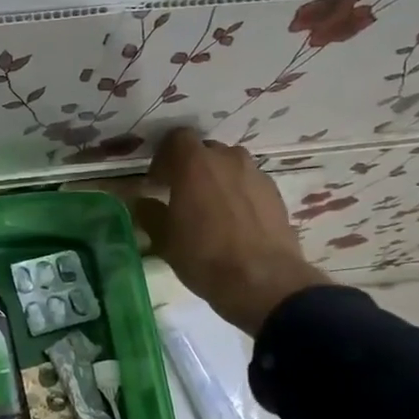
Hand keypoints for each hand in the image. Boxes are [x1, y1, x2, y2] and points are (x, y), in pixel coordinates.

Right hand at [133, 128, 330, 336]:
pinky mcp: (275, 193)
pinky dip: (238, 195)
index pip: (177, 138)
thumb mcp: (164, 239)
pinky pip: (249, 184)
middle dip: (192, 168)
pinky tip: (233, 223)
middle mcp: (227, 159)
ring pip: (230, 167)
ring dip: (217, 180)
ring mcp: (255, 174)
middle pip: (205, 151)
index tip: (158, 181)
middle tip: (182, 195)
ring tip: (210, 209)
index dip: (165, 156)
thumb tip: (143, 202)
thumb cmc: (203, 256)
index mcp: (194, 164)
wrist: (262, 280)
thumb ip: (150, 213)